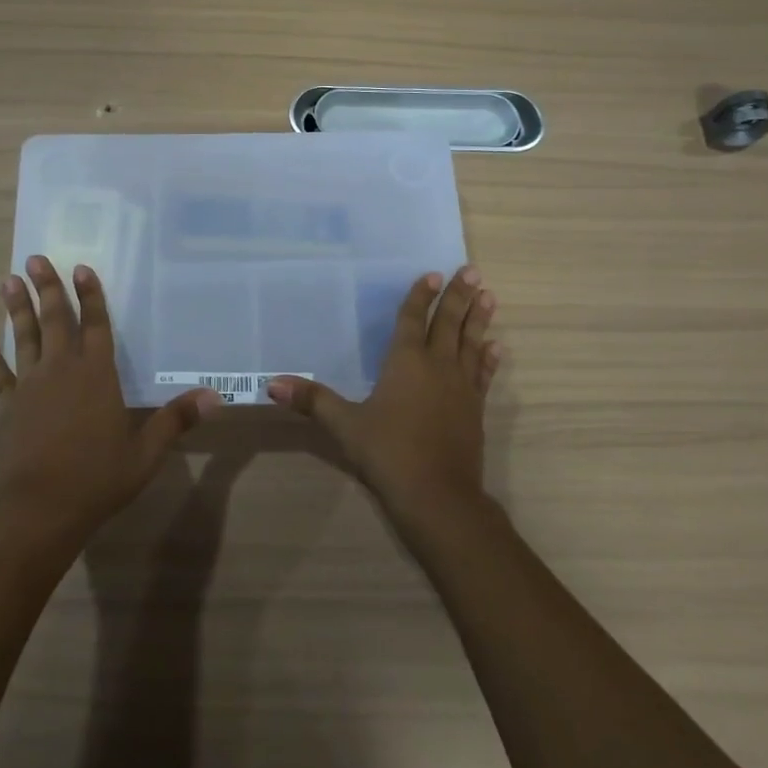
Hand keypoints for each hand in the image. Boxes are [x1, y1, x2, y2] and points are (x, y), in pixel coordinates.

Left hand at [0, 255, 217, 546]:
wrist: (41, 508)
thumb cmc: (98, 477)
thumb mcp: (146, 452)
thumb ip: (176, 419)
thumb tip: (214, 396)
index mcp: (97, 375)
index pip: (96, 325)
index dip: (90, 295)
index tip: (81, 267)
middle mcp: (62, 370)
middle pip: (55, 320)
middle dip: (47, 287)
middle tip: (36, 257)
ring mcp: (31, 386)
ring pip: (24, 338)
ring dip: (17, 309)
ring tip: (8, 280)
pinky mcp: (8, 407)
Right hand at [267, 267, 500, 527]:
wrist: (438, 495)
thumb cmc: (388, 453)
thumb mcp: (345, 425)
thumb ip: (312, 400)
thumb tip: (271, 384)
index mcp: (406, 362)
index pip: (413, 320)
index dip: (421, 296)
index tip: (434, 273)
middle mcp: (437, 366)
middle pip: (449, 323)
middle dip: (459, 296)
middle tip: (473, 271)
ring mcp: (460, 388)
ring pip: (471, 343)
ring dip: (479, 319)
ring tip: (489, 296)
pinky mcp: (474, 410)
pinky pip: (483, 375)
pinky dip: (489, 359)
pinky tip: (496, 347)